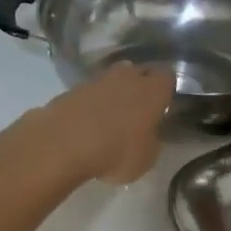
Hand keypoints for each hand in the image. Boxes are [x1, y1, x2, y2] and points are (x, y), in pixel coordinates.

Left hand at [36, 61, 176, 183]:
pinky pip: (87, 93)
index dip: (166, 89)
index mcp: (152, 91)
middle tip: (138, 108)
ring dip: (112, 93)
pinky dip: (89, 104)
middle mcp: (126, 78)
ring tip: (110, 117)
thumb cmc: (116, 152)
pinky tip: (86, 123)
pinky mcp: (70, 90)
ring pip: (111, 80)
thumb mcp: (146, 158)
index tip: (163, 103)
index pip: (167, 77)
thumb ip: (151, 141)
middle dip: (139, 85)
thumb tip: (148, 134)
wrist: (63, 144)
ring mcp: (95, 81)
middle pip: (138, 72)